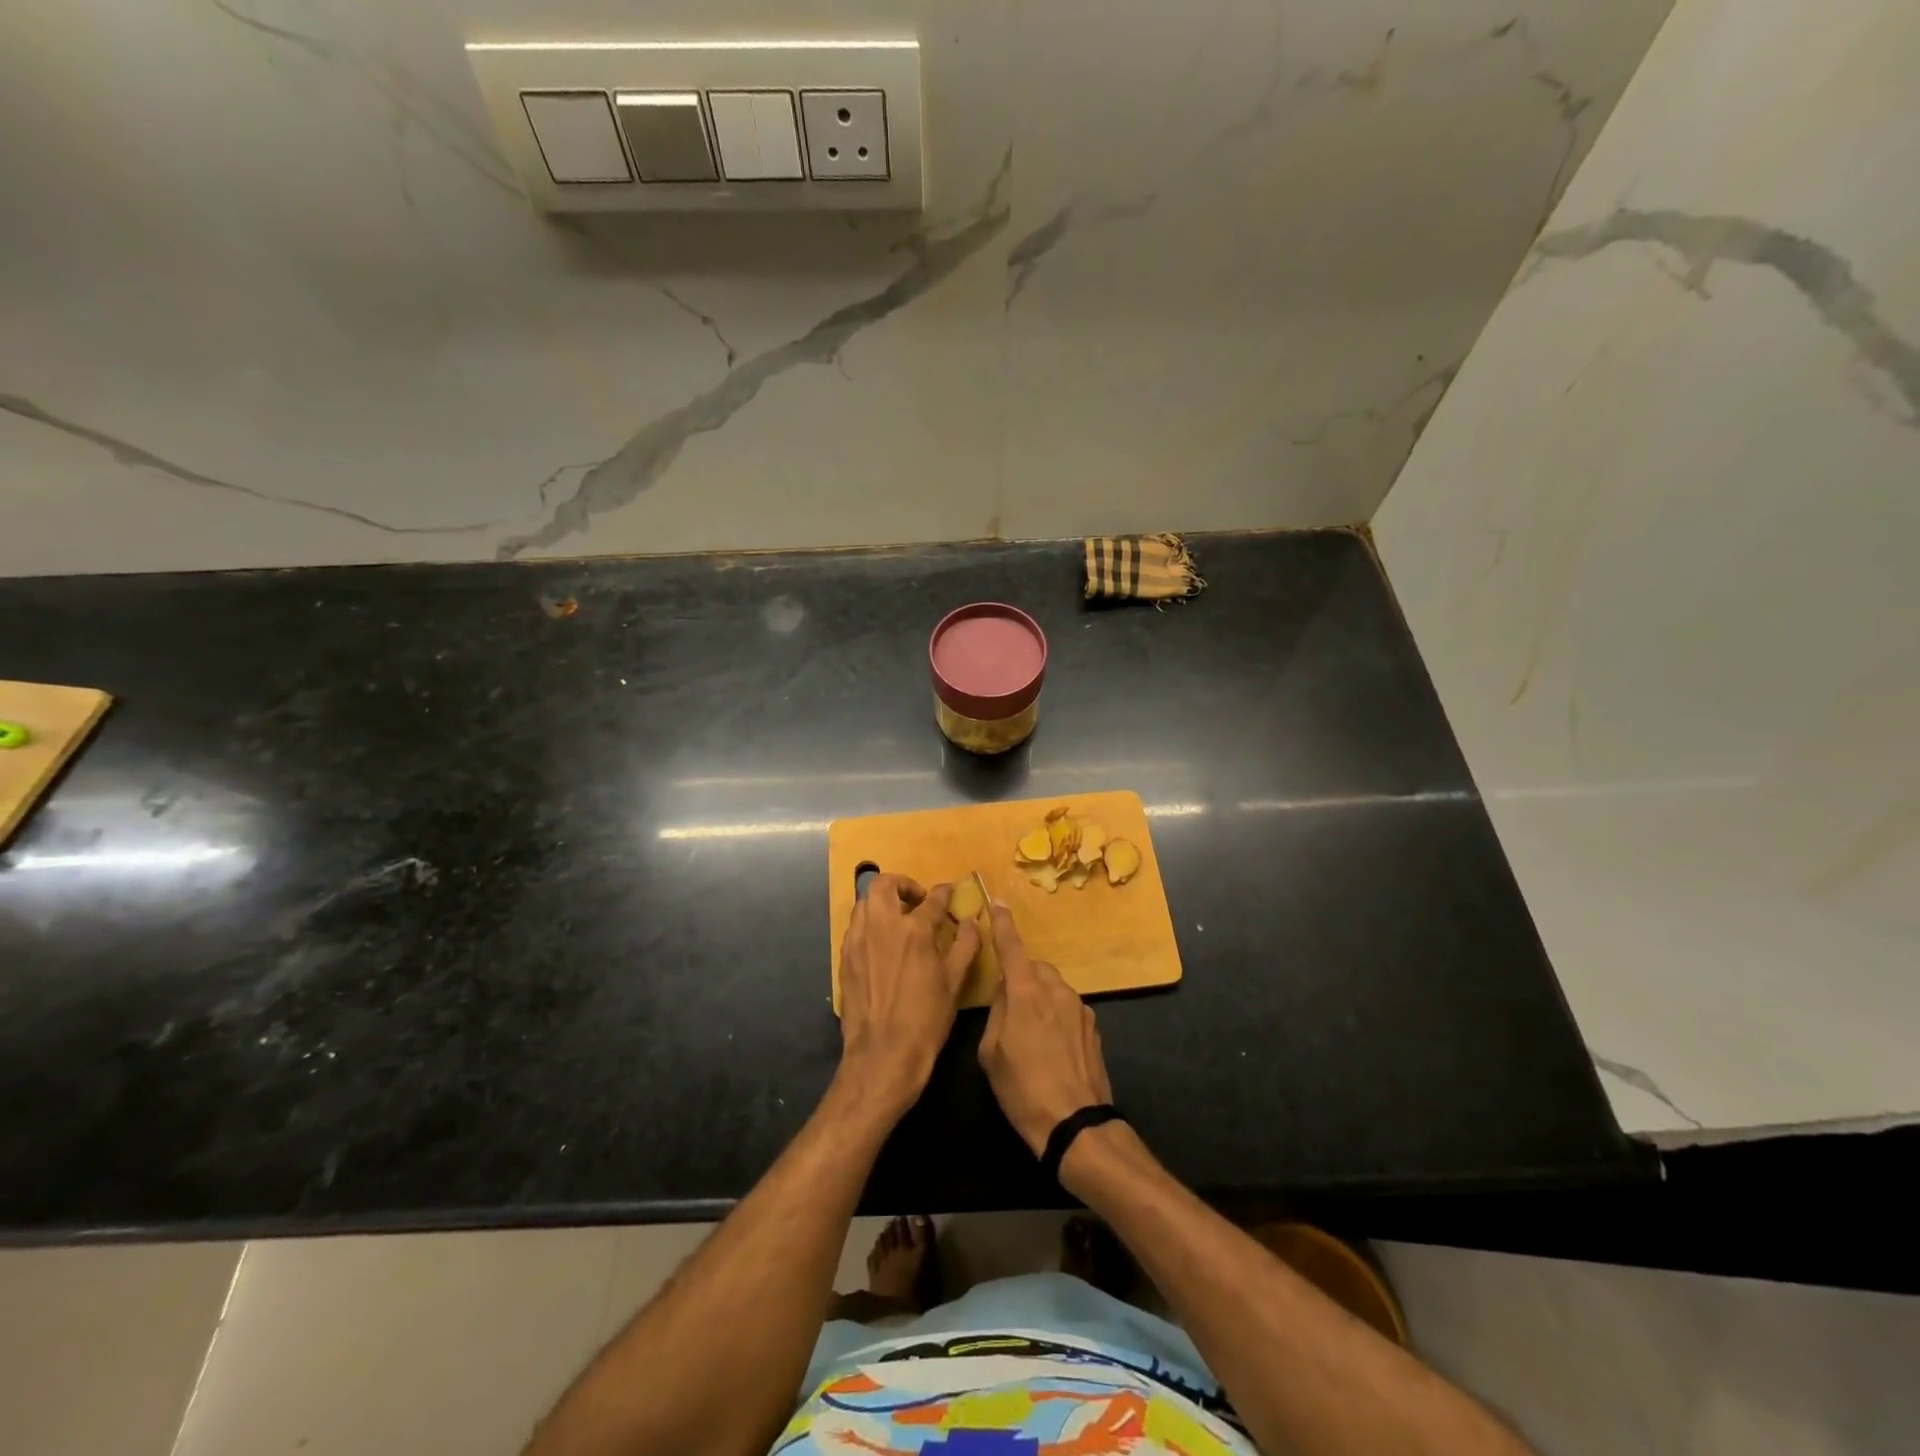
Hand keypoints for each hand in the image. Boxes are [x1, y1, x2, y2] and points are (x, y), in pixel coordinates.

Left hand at [837, 874, 978, 1119]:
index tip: (949, 891)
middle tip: (916, 900)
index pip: (932, 899)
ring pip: (864, 902)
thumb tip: (972, 921)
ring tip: (897, 919)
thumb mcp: (954, 983)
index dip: (943, 892)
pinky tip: (881, 942)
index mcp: (914, 930)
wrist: (882, 1054)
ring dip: (882, 902)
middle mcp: (882, 925)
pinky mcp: (845, 957)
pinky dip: (869, 923)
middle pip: (884, 884)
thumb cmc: (925, 1019)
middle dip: (902, 884)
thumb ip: (965, 946)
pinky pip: (855, 926)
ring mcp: (859, 940)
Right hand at [978, 904, 1113, 1155]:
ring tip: (1031, 1037)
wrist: (1075, 1124)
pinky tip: (1051, 1049)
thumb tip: (1006, 992)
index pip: (1012, 946)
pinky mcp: (1094, 1026)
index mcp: (1026, 992)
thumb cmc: (1022, 1088)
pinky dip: (1056, 1017)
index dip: (1003, 922)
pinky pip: (1067, 1008)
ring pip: (1052, 988)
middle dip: (1021, 979)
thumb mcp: (991, 1051)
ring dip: (1039, 999)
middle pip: (1034, 969)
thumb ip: (997, 1011)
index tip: (997, 901)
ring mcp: (1079, 1007)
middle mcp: (1056, 990)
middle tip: (1009, 1011)